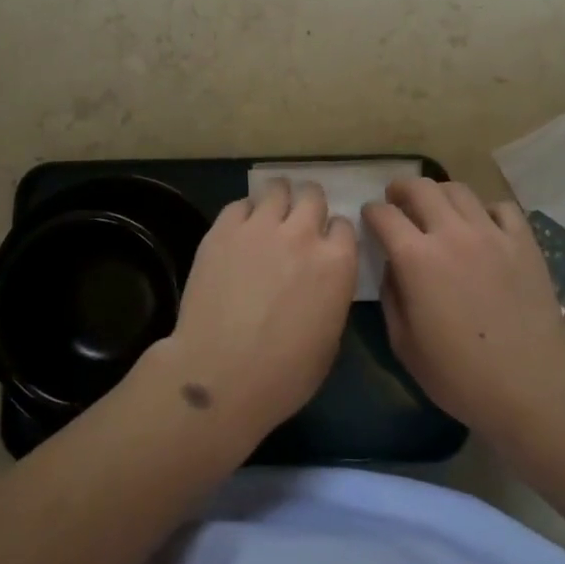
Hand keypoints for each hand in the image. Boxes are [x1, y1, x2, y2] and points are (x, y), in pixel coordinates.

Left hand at [147, 179, 357, 445]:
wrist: (220, 375)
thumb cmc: (284, 375)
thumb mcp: (330, 339)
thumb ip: (331, 295)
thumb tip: (321, 281)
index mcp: (336, 263)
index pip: (344, 225)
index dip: (333, 234)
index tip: (324, 245)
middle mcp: (302, 234)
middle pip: (312, 195)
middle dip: (308, 205)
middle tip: (297, 221)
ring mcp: (260, 227)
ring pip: (277, 188)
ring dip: (278, 199)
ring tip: (270, 214)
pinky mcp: (223, 229)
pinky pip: (240, 204)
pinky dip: (245, 213)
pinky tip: (240, 230)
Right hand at [365, 179, 564, 441]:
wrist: (531, 388)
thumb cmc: (459, 375)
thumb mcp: (403, 344)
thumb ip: (391, 295)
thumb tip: (392, 266)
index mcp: (416, 258)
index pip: (384, 214)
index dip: (372, 212)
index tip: (370, 218)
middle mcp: (451, 234)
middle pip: (420, 187)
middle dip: (401, 189)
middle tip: (397, 200)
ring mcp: (491, 234)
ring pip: (459, 190)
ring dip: (439, 194)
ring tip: (437, 209)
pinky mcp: (524, 242)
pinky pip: (501, 208)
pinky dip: (484, 210)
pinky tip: (481, 227)